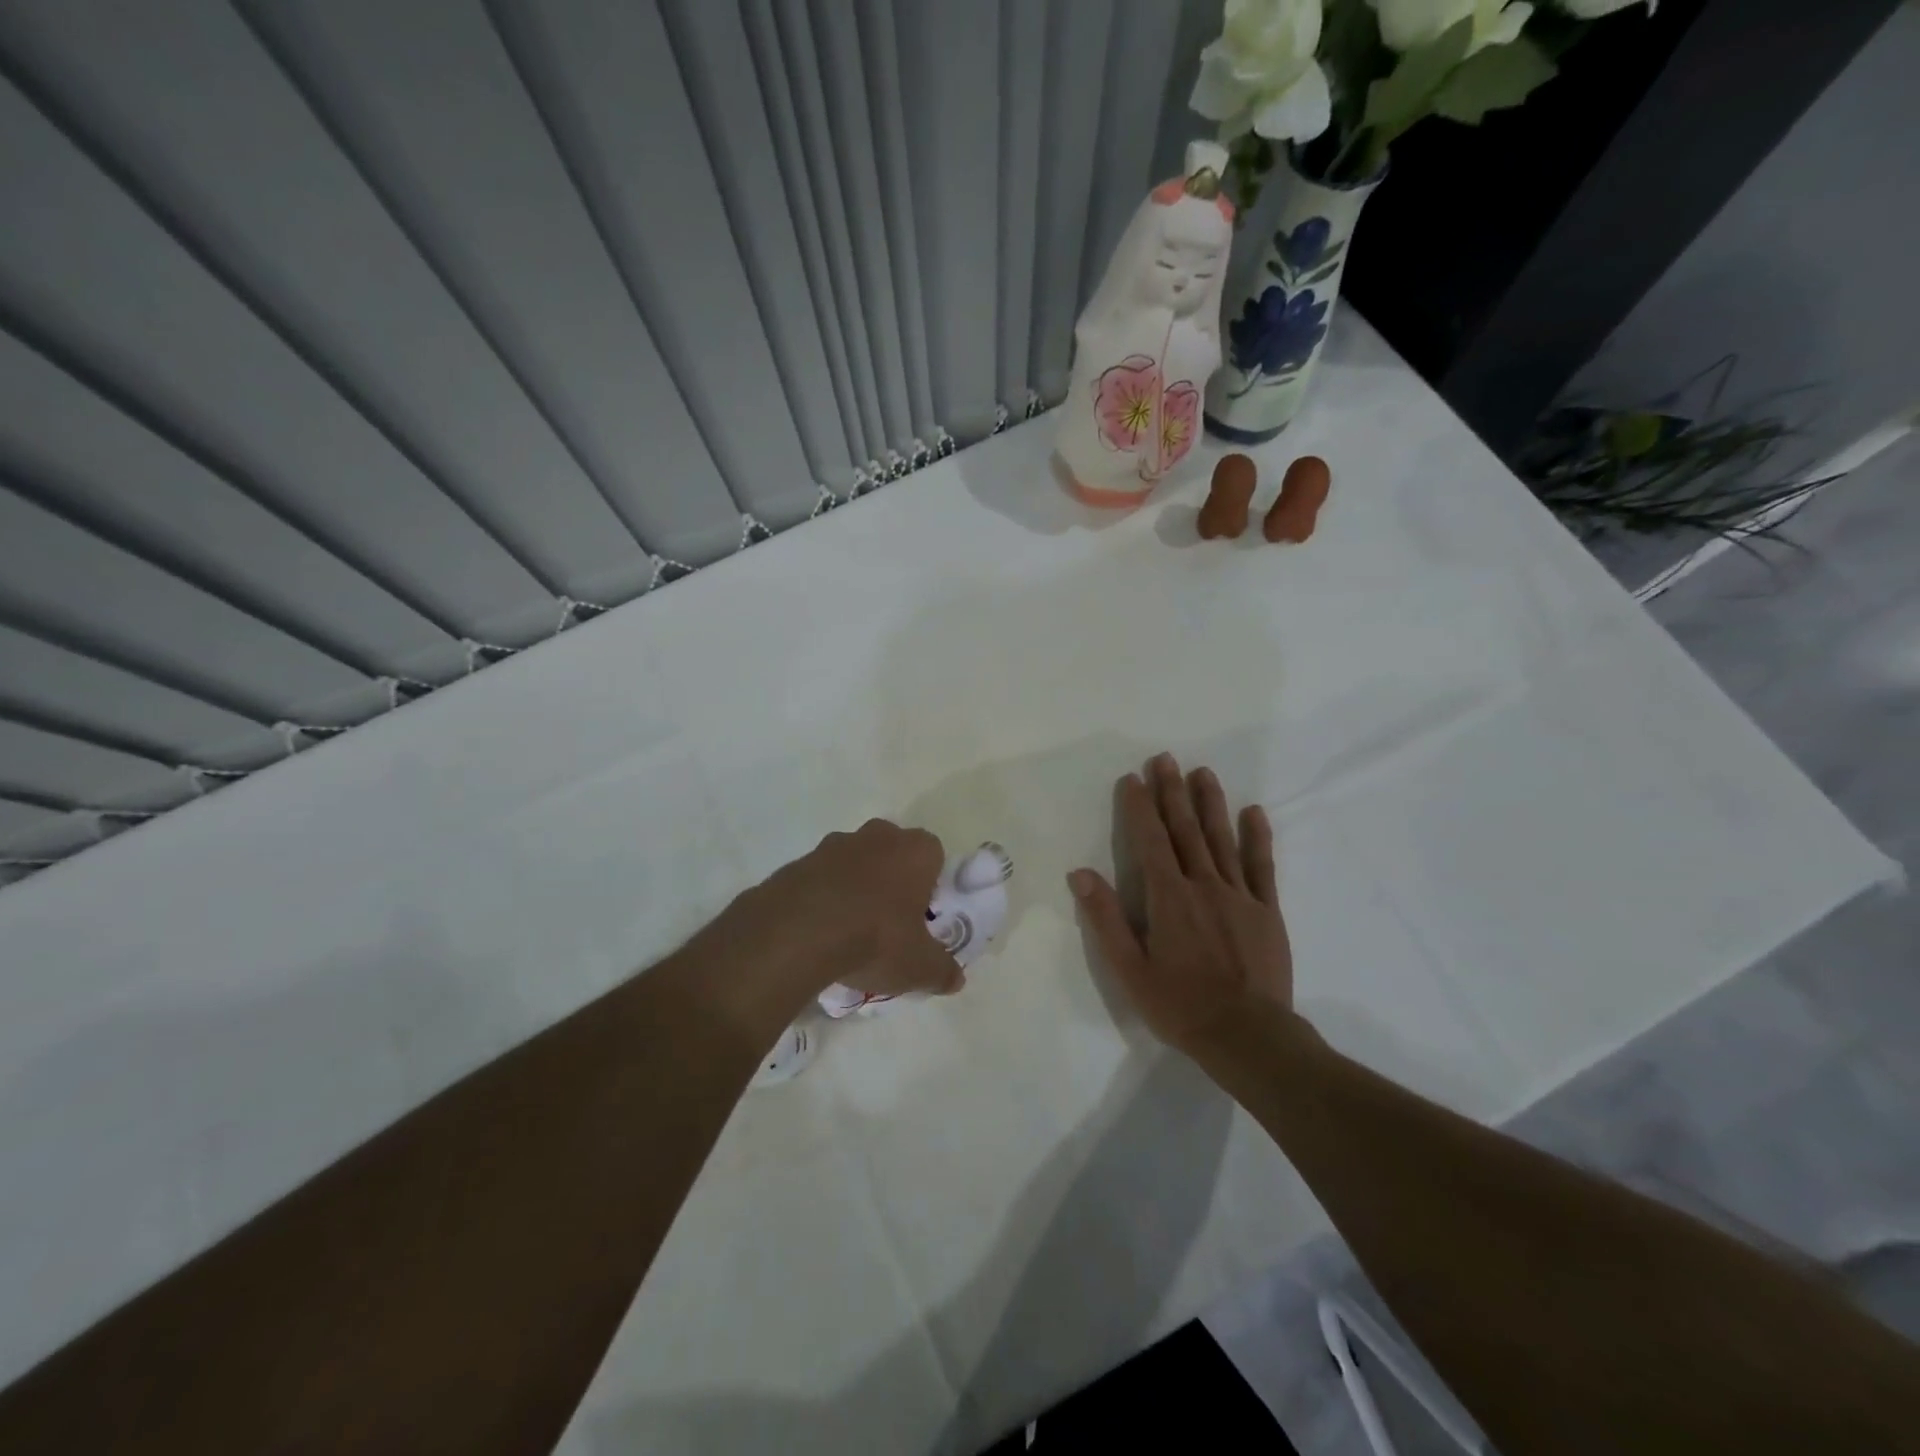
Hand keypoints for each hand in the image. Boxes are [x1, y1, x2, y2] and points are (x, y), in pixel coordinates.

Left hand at [719, 820, 965, 1014]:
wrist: (798, 932)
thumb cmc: (876, 938)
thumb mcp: (919, 966)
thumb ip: (942, 970)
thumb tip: (956, 979)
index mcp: (915, 851)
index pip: (933, 854)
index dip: (930, 883)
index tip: (921, 915)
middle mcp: (877, 836)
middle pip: (892, 852)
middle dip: (892, 880)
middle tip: (889, 921)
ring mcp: (833, 845)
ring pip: (854, 862)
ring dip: (855, 886)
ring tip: (850, 931)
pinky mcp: (798, 862)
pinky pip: (820, 878)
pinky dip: (823, 897)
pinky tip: (819, 932)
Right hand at [1068, 753, 1293, 1053]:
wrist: (1248, 1037)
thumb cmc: (1180, 1005)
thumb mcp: (1129, 969)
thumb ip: (1105, 918)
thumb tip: (1079, 873)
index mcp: (1168, 897)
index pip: (1150, 841)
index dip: (1139, 807)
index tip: (1132, 778)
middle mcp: (1203, 885)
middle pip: (1185, 830)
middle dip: (1172, 792)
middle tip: (1165, 759)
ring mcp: (1239, 896)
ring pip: (1222, 839)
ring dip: (1210, 804)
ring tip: (1203, 772)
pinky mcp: (1267, 911)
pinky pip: (1262, 867)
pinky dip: (1257, 837)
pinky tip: (1253, 812)